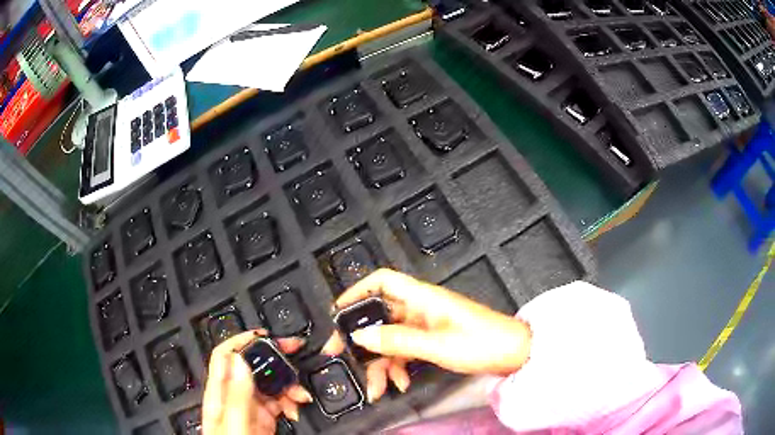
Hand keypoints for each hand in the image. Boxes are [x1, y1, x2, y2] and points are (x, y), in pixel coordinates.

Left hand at [203, 330, 312, 434]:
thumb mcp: (234, 425)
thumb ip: (237, 396)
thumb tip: (241, 361)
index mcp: (221, 394)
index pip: (226, 357)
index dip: (243, 341)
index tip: (266, 336)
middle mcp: (234, 397)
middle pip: (251, 366)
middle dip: (274, 358)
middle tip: (295, 352)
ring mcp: (250, 408)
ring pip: (269, 384)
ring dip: (288, 384)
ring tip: (300, 395)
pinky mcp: (265, 419)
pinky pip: (280, 402)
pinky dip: (291, 401)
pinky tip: (296, 408)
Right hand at [322, 269, 530, 401]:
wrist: (514, 354)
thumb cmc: (482, 343)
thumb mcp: (437, 345)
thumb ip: (397, 340)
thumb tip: (361, 337)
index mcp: (423, 298)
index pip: (382, 281)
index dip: (357, 291)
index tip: (338, 313)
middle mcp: (420, 308)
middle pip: (380, 315)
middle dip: (360, 338)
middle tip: (341, 355)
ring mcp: (425, 325)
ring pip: (390, 339)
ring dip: (380, 363)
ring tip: (376, 388)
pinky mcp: (432, 340)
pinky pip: (405, 350)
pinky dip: (398, 367)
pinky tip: (399, 384)